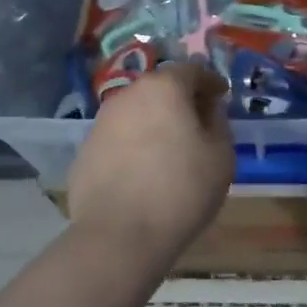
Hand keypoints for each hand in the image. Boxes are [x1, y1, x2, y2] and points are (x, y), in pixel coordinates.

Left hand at [67, 62, 233, 259]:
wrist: (119, 236)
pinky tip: (143, 172)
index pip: (192, 70)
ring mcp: (101, 123)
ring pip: (136, 113)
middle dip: (180, 100)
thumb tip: (208, 110)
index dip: (210, 82)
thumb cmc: (181, 189)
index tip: (221, 96)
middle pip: (160, 88)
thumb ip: (218, 123)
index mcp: (163, 88)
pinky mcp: (84, 152)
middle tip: (198, 122)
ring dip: (154, 123)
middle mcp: (128, 96)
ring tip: (170, 149)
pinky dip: (134, 146)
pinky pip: (118, 140)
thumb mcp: (221, 155)